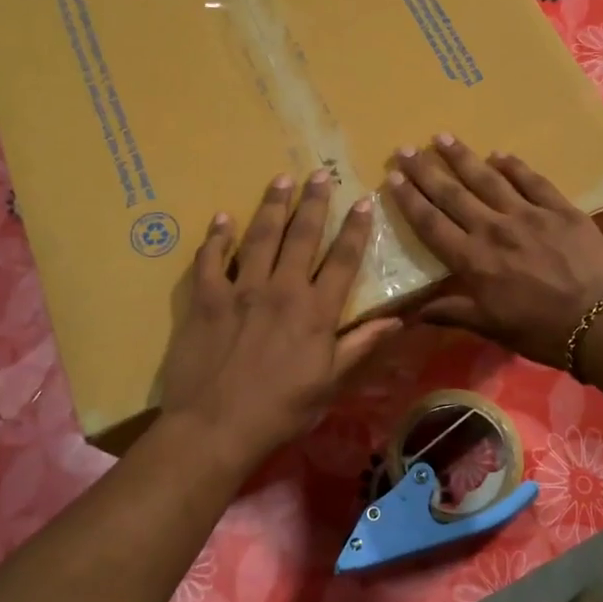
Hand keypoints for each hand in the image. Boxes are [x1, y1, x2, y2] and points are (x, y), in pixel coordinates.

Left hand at [160, 170, 401, 466]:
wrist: (215, 427)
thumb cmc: (280, 411)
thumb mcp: (330, 384)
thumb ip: (361, 346)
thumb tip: (397, 320)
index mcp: (315, 311)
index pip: (342, 260)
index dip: (355, 229)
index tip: (364, 201)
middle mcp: (281, 289)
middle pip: (302, 236)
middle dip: (314, 203)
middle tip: (321, 174)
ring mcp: (240, 290)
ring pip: (259, 236)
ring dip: (272, 205)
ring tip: (281, 179)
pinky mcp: (205, 298)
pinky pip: (210, 258)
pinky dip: (216, 236)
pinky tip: (222, 217)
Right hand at [386, 136, 602, 367]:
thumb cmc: (542, 332)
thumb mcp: (492, 328)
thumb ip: (452, 312)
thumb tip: (411, 314)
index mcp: (473, 261)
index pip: (432, 224)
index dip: (410, 200)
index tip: (393, 178)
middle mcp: (494, 229)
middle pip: (453, 194)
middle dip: (426, 170)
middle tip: (406, 149)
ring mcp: (529, 214)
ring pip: (488, 179)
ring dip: (463, 158)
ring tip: (443, 137)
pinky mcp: (560, 209)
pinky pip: (531, 180)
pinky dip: (513, 165)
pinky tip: (499, 154)